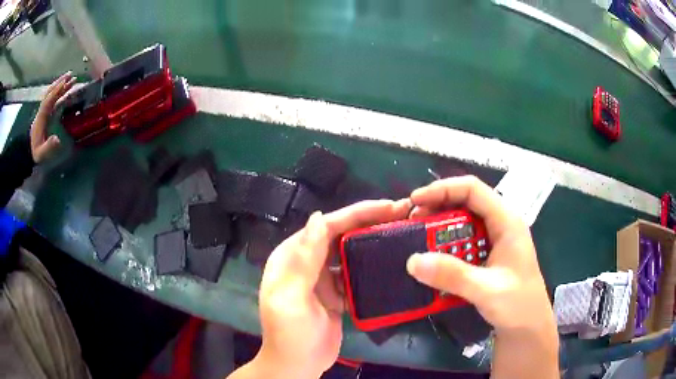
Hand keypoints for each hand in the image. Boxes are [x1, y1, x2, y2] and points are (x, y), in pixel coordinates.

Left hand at [31, 72, 75, 163]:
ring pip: (52, 94)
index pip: (49, 100)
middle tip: (71, 74)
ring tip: (71, 79)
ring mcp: (44, 112)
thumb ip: (48, 147)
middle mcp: (42, 111)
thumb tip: (58, 139)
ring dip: (61, 85)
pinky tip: (66, 91)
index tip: (66, 82)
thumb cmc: (35, 153)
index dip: (57, 91)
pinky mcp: (46, 114)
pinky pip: (53, 100)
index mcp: (41, 118)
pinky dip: (60, 93)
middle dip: (60, 83)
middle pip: (51, 93)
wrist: (28, 153)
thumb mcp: (41, 154)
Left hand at [245, 200, 410, 378]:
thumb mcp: (292, 298)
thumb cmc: (290, 334)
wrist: (298, 365)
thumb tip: (318, 217)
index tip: (388, 206)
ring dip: (373, 241)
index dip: (357, 213)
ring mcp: (323, 278)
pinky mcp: (336, 293)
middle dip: (370, 222)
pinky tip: (392, 261)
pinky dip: (371, 266)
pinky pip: (355, 273)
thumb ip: (304, 260)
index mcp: (292, 256)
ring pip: (350, 252)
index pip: (326, 226)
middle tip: (403, 214)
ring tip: (402, 232)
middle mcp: (307, 262)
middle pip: (342, 235)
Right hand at [405, 176, 558, 378]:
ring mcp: (494, 241)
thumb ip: (452, 275)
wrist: (529, 328)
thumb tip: (413, 260)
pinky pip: (462, 243)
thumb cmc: (518, 305)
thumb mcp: (486, 289)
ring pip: (463, 223)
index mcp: (506, 221)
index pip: (473, 189)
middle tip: (411, 223)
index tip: (415, 201)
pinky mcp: (487, 256)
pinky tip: (432, 259)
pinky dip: (445, 247)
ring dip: (439, 228)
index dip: (443, 189)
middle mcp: (500, 225)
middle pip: (465, 202)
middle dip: (437, 207)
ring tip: (417, 239)